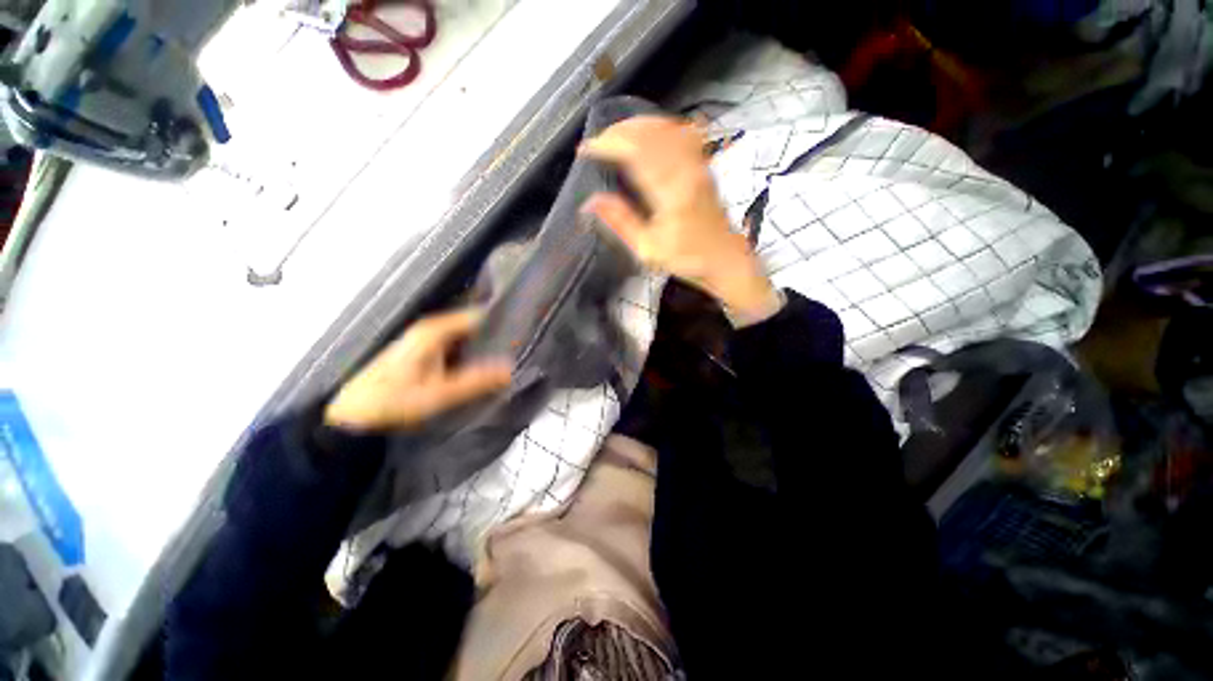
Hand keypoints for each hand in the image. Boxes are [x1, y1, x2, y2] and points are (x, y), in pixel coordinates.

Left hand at [324, 308, 511, 431]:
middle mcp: (432, 328)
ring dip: (485, 347)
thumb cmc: (393, 401)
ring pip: (466, 337)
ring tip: (510, 358)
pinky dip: (472, 355)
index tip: (524, 334)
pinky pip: (458, 347)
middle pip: (474, 325)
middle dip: (497, 336)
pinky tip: (484, 367)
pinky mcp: (425, 352)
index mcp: (435, 330)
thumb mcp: (440, 394)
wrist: (352, 415)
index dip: (502, 322)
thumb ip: (477, 381)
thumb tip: (512, 368)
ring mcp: (427, 340)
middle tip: (521, 350)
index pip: (478, 315)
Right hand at [579, 116, 780, 319]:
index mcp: (670, 194)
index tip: (586, 149)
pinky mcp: (704, 165)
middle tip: (598, 141)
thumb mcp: (647, 249)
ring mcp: (698, 164)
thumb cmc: (686, 259)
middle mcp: (686, 171)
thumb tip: (589, 202)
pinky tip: (647, 134)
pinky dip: (659, 127)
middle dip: (619, 131)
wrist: (724, 258)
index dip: (608, 144)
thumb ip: (620, 222)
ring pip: (666, 127)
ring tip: (616, 135)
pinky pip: (681, 133)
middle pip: (650, 133)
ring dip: (637, 125)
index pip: (635, 153)